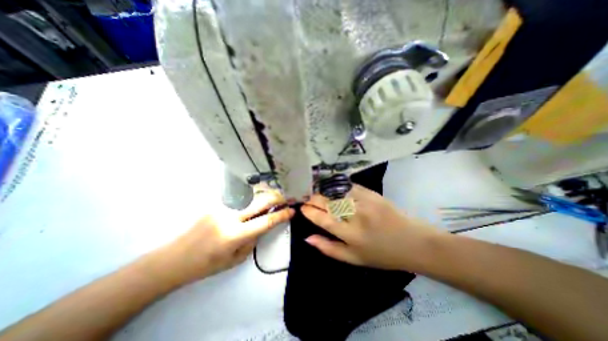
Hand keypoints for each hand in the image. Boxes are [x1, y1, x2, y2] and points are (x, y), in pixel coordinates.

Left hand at [161, 189, 293, 284]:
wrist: (173, 258)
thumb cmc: (206, 265)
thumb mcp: (235, 259)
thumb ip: (252, 240)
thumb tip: (262, 225)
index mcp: (235, 235)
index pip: (265, 221)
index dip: (281, 215)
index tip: (292, 211)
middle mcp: (229, 217)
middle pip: (259, 202)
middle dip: (276, 197)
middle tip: (286, 197)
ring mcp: (221, 207)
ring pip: (250, 197)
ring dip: (264, 195)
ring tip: (273, 195)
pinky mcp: (214, 204)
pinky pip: (238, 200)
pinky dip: (249, 199)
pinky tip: (253, 200)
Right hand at [301, 183, 444, 271]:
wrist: (413, 242)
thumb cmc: (382, 254)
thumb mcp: (354, 259)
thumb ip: (329, 248)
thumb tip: (307, 238)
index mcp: (350, 235)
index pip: (323, 219)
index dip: (310, 212)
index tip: (302, 207)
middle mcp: (356, 216)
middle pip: (328, 203)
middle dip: (314, 199)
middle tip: (308, 199)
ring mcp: (365, 202)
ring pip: (337, 192)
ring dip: (324, 192)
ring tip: (317, 194)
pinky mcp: (372, 193)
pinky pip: (350, 186)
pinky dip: (338, 187)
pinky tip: (333, 188)